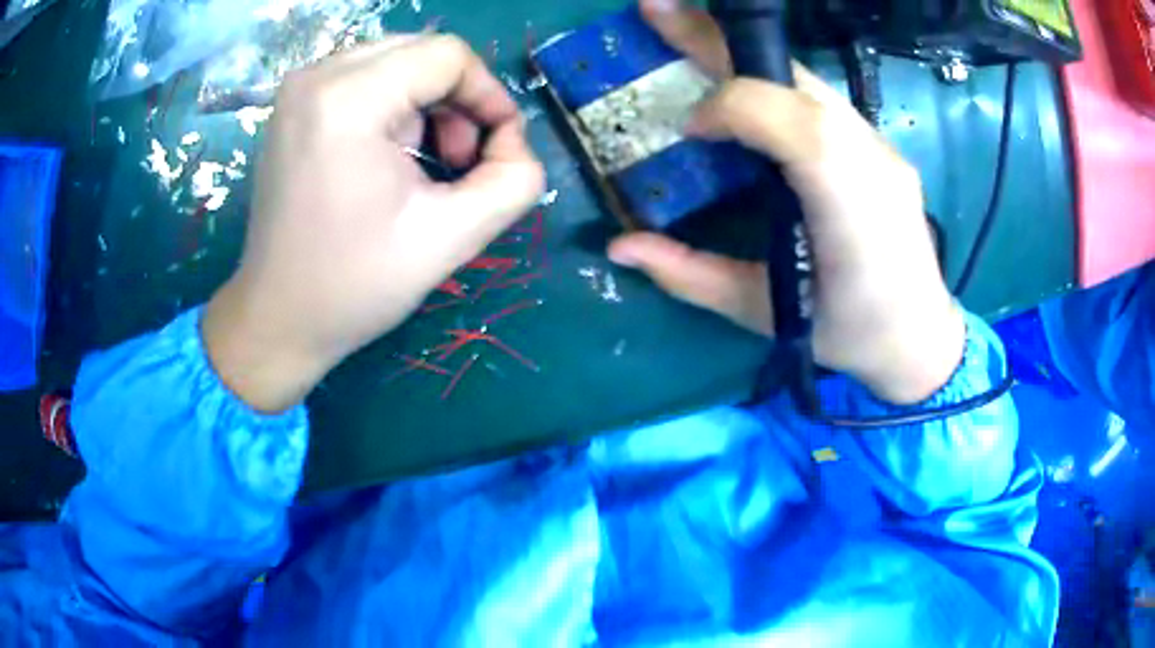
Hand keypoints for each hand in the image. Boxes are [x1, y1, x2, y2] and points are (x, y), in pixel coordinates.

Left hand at [203, 36, 544, 411]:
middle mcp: (316, 76)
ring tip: (424, 167)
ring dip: (427, 107)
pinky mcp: (293, 105)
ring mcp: (298, 88)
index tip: (498, 148)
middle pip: (422, 53)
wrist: (278, 318)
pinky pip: (367, 80)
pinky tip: (390, 159)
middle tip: (459, 163)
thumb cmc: (354, 286)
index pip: (447, 55)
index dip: (489, 95)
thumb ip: (515, 181)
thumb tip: (515, 143)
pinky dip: (395, 109)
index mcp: (347, 99)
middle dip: (457, 102)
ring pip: (397, 63)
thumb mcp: (452, 239)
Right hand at [609, 0, 963, 403]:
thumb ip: (692, 276)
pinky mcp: (881, 147)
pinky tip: (743, 83)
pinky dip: (772, 81)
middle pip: (794, 77)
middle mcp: (872, 159)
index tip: (689, 131)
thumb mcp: (766, 314)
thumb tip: (617, 245)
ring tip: (688, 33)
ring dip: (743, 54)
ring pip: (806, 79)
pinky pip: (819, 99)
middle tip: (655, 8)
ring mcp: (882, 147)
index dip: (727, 109)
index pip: (786, 120)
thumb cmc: (847, 334)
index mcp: (848, 206)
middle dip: (718, 39)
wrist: (920, 340)